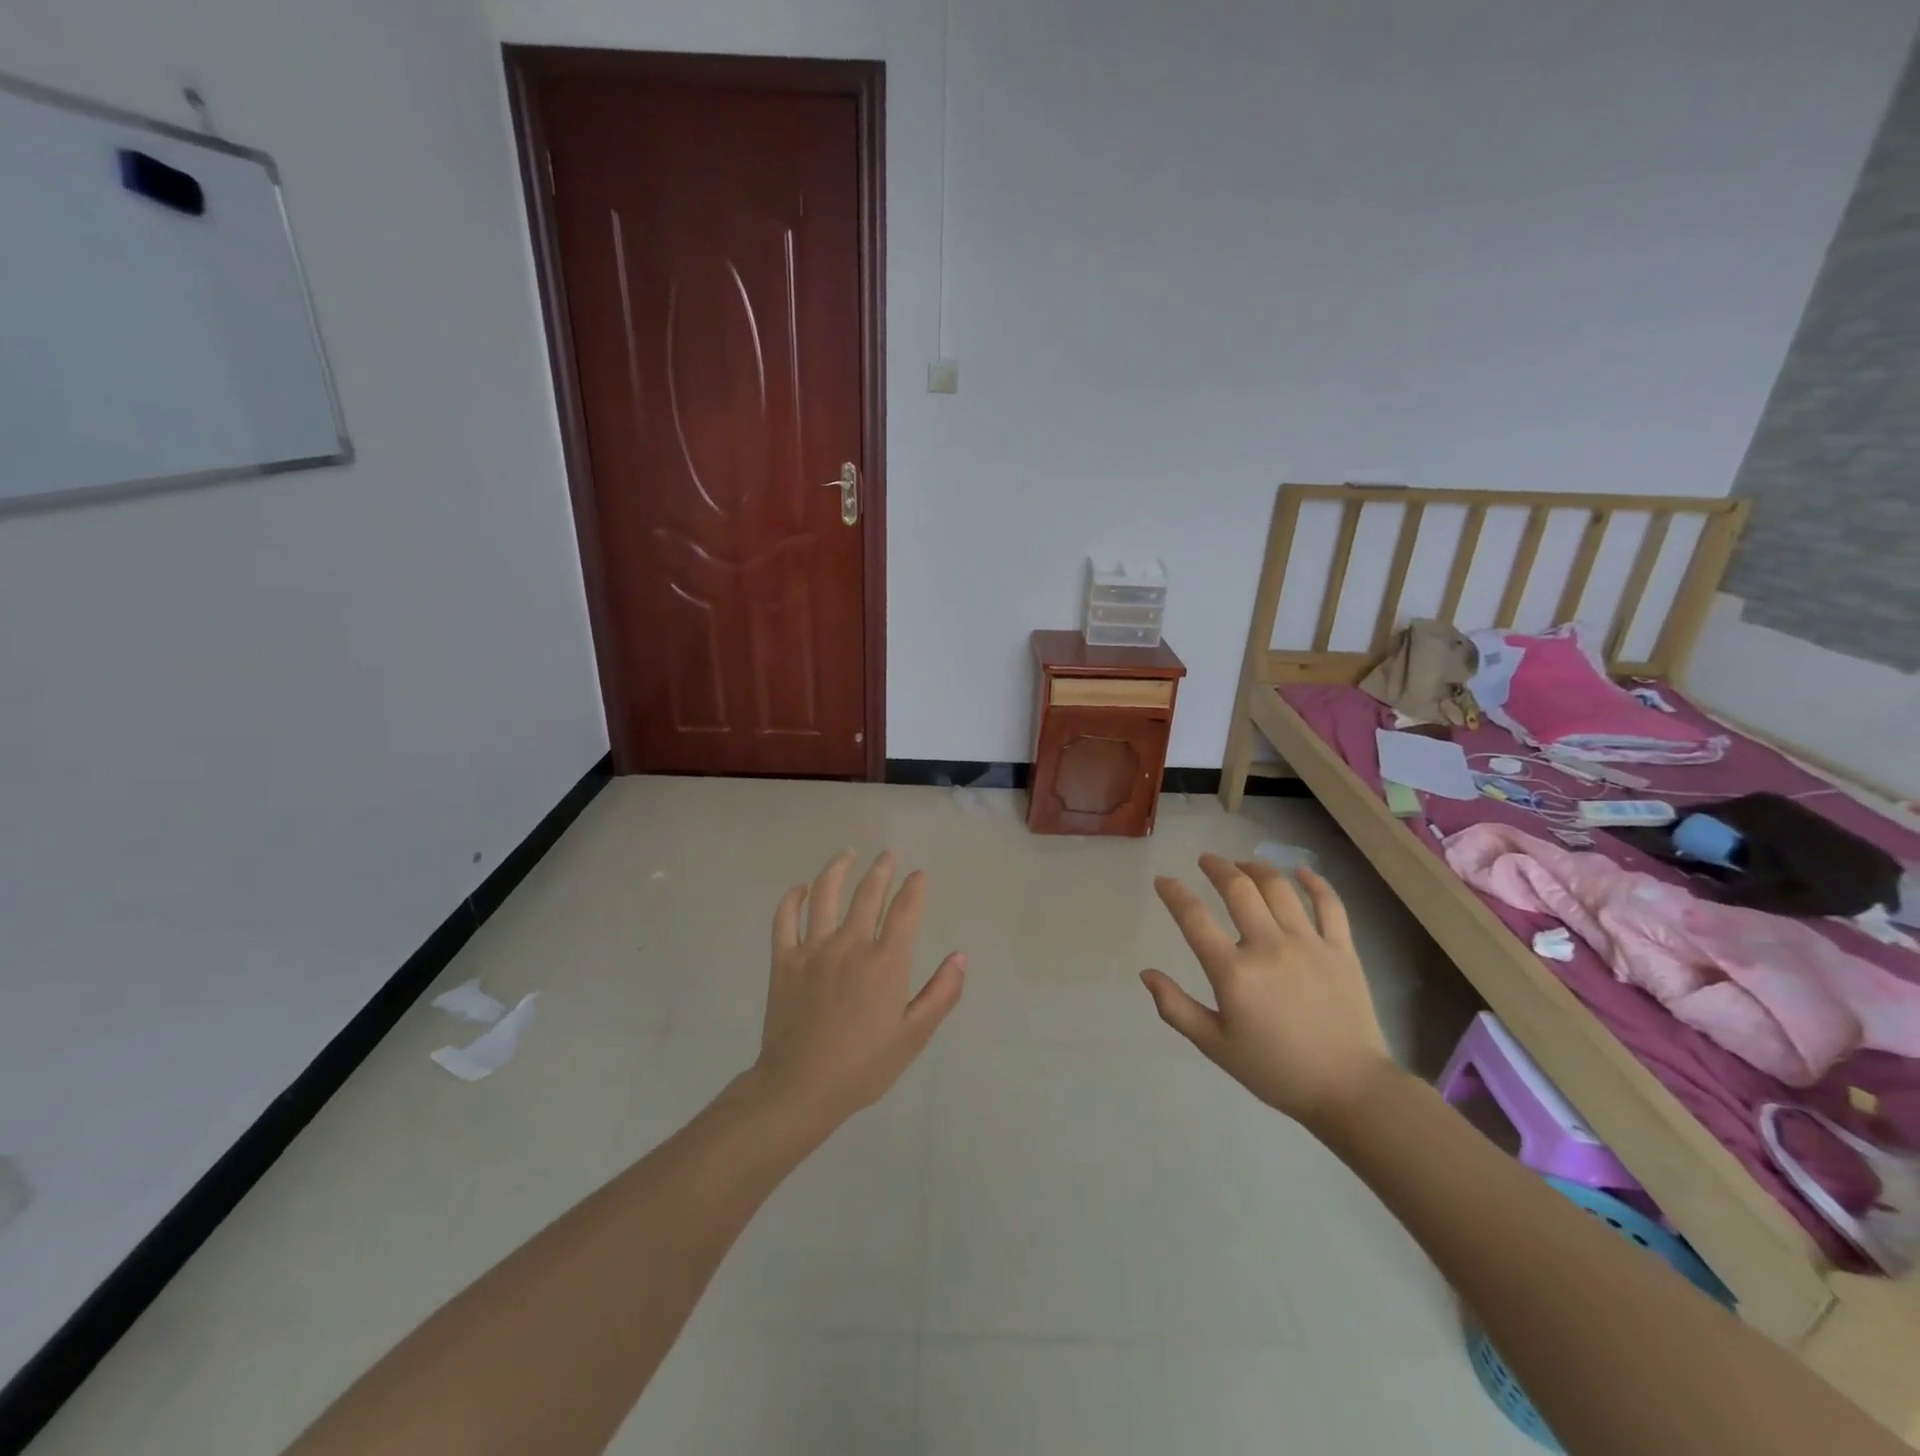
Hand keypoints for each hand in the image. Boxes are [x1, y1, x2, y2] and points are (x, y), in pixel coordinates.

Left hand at [752, 849, 965, 1131]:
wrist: (800, 1087)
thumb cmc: (864, 1066)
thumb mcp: (913, 1036)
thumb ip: (941, 994)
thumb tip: (960, 957)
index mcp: (886, 962)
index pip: (905, 911)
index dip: (914, 888)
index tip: (919, 875)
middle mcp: (851, 945)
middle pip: (868, 894)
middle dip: (881, 870)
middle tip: (888, 854)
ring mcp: (813, 949)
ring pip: (826, 894)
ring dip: (838, 868)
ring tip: (848, 853)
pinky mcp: (784, 960)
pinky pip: (785, 919)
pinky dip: (792, 899)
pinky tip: (800, 888)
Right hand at [1141, 853, 1394, 1129]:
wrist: (1350, 1091)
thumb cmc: (1276, 1071)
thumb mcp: (1216, 1046)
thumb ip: (1176, 1008)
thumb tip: (1147, 974)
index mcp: (1234, 973)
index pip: (1193, 918)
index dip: (1173, 893)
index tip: (1163, 881)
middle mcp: (1268, 947)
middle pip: (1238, 889)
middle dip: (1217, 867)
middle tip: (1206, 860)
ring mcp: (1309, 944)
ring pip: (1279, 888)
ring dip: (1255, 868)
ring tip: (1242, 864)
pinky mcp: (1342, 949)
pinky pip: (1330, 904)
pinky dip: (1314, 882)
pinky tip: (1300, 871)